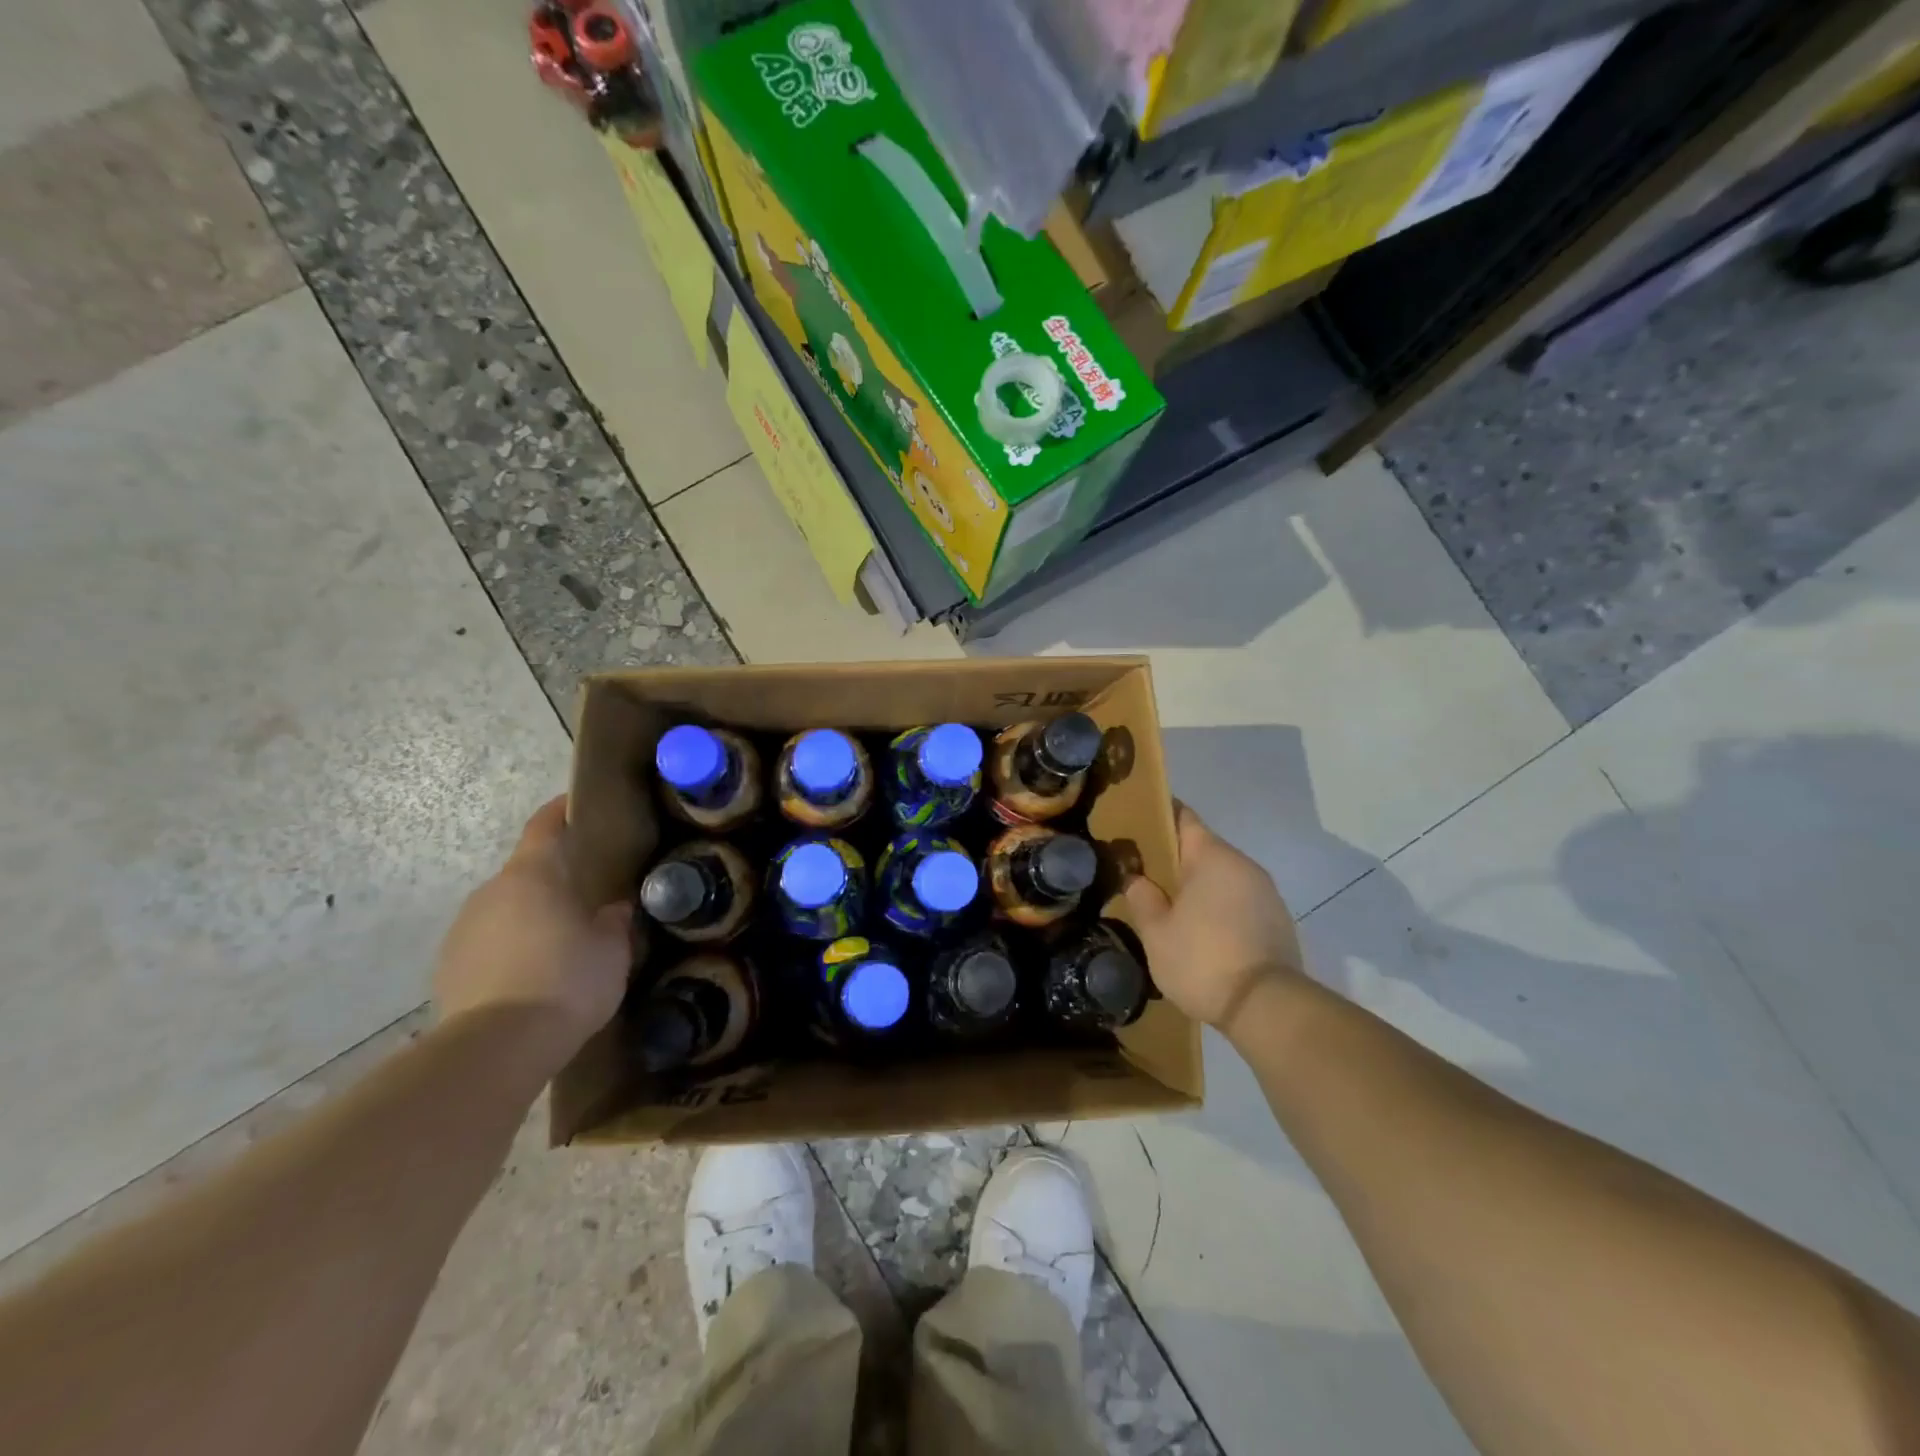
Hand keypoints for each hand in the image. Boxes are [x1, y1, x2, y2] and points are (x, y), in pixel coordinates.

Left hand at [434, 796, 632, 1072]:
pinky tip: (532, 975)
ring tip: (560, 941)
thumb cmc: (565, 982)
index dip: (562, 811)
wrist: (495, 1048)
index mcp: (531, 876)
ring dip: (530, 916)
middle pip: (524, 872)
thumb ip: (614, 922)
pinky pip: (488, 944)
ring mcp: (463, 930)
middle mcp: (491, 893)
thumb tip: (614, 909)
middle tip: (586, 891)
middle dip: (553, 877)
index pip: (545, 826)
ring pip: (505, 909)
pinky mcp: (448, 968)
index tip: (579, 804)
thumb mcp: (612, 950)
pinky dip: (510, 949)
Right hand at [1123, 802, 1304, 1032]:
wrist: (1267, 1007)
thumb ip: (1142, 897)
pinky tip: (1203, 931)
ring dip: (1199, 885)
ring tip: (1171, 907)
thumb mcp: (1156, 932)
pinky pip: (1239, 899)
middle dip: (1175, 858)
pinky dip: (1219, 905)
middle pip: (1203, 847)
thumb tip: (1135, 877)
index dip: (1158, 816)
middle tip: (1144, 874)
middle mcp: (1243, 864)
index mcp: (1212, 856)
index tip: (1136, 825)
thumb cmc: (1202, 960)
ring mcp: (1266, 891)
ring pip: (1222, 875)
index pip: (1183, 817)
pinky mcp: (1278, 919)